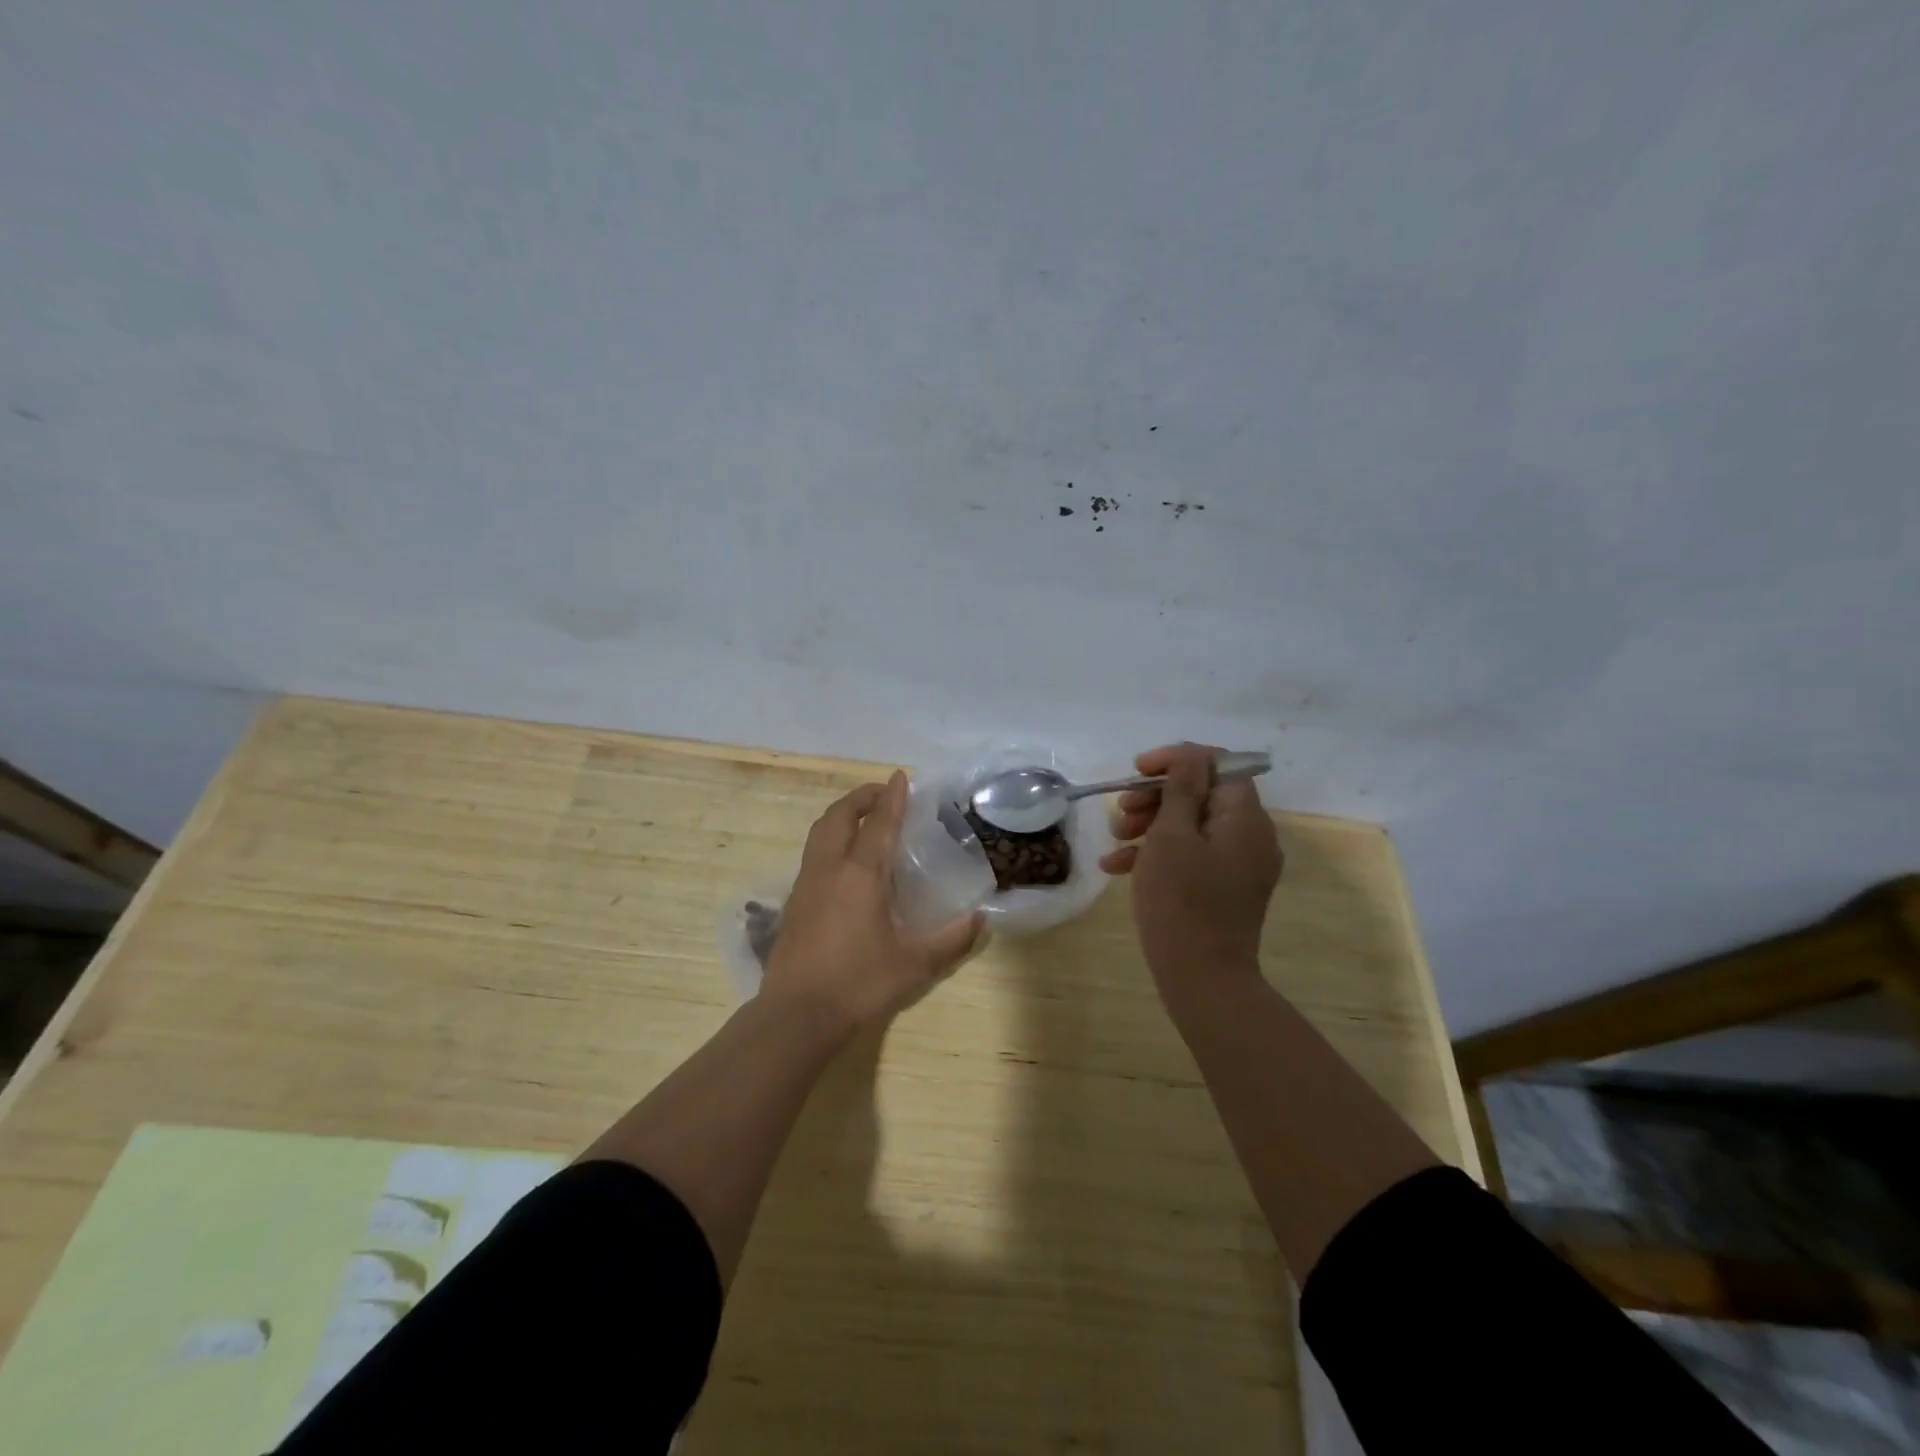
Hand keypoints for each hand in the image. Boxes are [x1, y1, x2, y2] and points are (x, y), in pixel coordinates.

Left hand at [763, 772, 983, 1034]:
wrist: (797, 1014)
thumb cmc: (859, 983)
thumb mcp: (915, 964)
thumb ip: (951, 939)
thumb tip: (981, 919)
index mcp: (861, 874)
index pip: (879, 823)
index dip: (893, 798)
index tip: (900, 777)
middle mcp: (830, 869)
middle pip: (839, 816)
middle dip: (860, 797)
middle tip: (881, 794)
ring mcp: (806, 884)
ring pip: (819, 833)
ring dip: (841, 816)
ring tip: (861, 820)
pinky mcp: (793, 903)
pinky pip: (812, 855)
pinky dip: (829, 841)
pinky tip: (842, 863)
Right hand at [1099, 744, 1281, 996]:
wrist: (1202, 979)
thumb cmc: (1181, 901)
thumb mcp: (1171, 836)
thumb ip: (1180, 789)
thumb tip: (1189, 755)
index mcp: (1245, 817)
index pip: (1218, 764)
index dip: (1176, 760)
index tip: (1138, 770)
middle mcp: (1251, 835)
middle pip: (1202, 794)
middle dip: (1156, 797)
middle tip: (1121, 811)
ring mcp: (1240, 864)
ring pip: (1192, 825)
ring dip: (1151, 824)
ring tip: (1115, 840)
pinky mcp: (1225, 888)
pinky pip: (1193, 856)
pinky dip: (1159, 854)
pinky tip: (1118, 867)